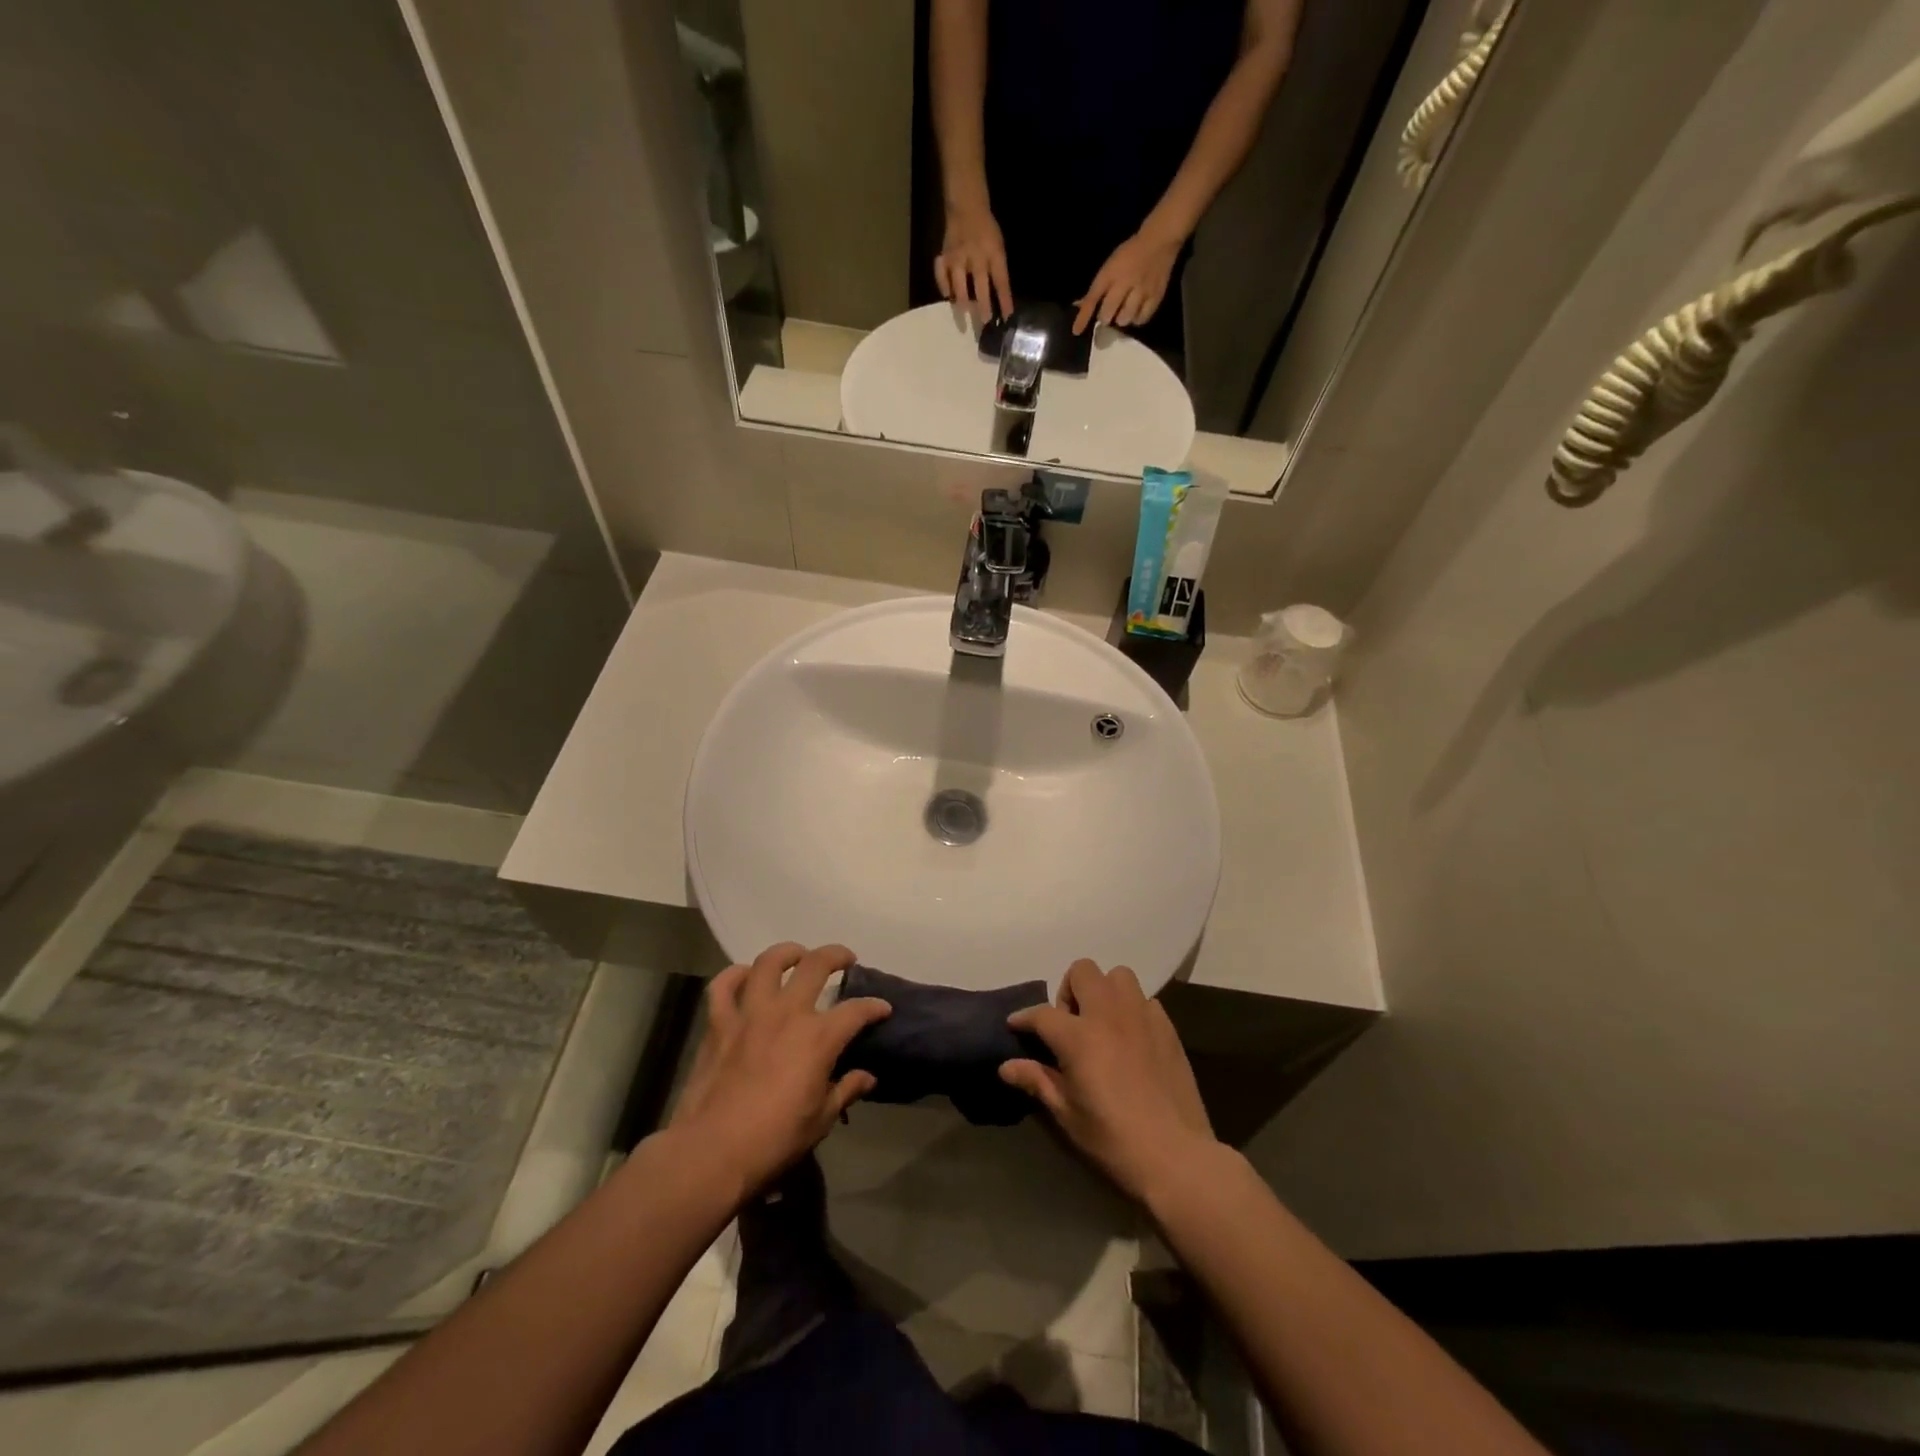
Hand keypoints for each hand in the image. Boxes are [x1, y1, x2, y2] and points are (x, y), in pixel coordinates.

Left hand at [670, 943, 890, 1195]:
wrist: (711, 1153)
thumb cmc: (774, 1140)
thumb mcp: (820, 1120)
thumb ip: (845, 1090)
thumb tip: (867, 1077)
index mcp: (818, 1037)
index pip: (856, 1010)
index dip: (874, 1007)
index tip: (883, 1009)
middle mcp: (787, 1013)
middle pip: (816, 965)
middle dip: (837, 956)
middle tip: (845, 959)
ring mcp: (750, 1014)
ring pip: (768, 963)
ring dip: (787, 953)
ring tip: (797, 955)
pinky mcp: (718, 1024)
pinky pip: (723, 986)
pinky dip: (734, 975)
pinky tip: (744, 975)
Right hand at [934, 201, 1011, 324]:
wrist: (967, 207)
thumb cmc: (986, 231)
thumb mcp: (998, 247)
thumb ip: (998, 270)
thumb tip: (999, 299)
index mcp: (993, 252)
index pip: (1001, 280)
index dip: (1005, 299)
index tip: (1008, 317)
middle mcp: (975, 255)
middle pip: (980, 283)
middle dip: (983, 304)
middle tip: (985, 322)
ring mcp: (957, 255)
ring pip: (959, 282)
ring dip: (962, 301)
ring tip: (963, 316)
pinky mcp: (944, 256)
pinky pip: (941, 273)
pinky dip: (943, 286)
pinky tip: (947, 296)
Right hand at [999, 959, 1217, 1203]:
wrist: (1175, 1156)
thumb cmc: (1112, 1138)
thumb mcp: (1066, 1113)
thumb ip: (1036, 1080)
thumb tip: (1006, 1067)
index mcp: (1079, 1036)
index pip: (1042, 1014)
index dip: (1024, 1018)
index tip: (1015, 1025)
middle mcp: (1109, 1014)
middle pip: (1082, 971)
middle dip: (1068, 990)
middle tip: (1069, 1024)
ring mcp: (1142, 1017)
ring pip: (1118, 976)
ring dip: (1104, 991)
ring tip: (1102, 1023)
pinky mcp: (1167, 1028)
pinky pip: (1145, 1000)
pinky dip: (1132, 1009)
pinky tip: (1131, 1038)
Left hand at [1073, 226, 1182, 334]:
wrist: (1159, 240)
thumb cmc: (1130, 254)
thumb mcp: (1110, 266)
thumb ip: (1096, 288)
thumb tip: (1078, 305)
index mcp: (1110, 273)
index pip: (1092, 298)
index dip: (1083, 317)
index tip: (1076, 331)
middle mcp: (1124, 283)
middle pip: (1107, 314)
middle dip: (1105, 317)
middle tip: (1110, 312)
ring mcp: (1141, 290)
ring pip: (1124, 319)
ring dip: (1121, 319)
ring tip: (1124, 311)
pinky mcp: (1155, 296)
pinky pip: (1141, 319)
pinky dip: (1136, 319)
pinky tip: (1136, 312)